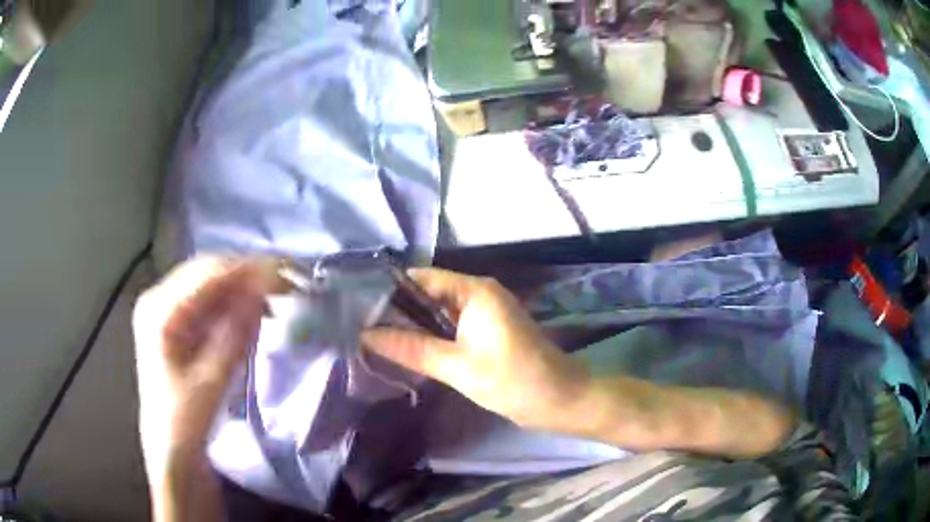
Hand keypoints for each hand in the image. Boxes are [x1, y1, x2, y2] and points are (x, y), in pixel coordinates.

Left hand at [133, 257, 282, 472]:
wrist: (171, 449)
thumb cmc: (186, 419)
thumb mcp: (212, 380)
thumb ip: (235, 333)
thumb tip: (262, 291)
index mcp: (159, 310)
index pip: (208, 274)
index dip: (248, 269)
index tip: (286, 272)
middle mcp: (157, 299)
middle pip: (207, 271)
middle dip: (247, 274)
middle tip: (287, 280)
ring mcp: (165, 308)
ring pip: (209, 283)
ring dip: (241, 287)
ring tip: (276, 294)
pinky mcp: (175, 322)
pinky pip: (207, 301)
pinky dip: (232, 303)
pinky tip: (253, 310)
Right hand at [362, 268, 589, 430]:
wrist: (558, 399)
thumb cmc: (511, 379)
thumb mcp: (456, 366)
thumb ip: (411, 348)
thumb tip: (365, 334)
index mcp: (475, 290)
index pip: (421, 278)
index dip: (390, 291)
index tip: (358, 307)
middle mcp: (479, 293)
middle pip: (429, 294)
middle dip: (398, 311)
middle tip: (360, 327)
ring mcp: (485, 313)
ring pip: (439, 313)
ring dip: (414, 326)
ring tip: (374, 338)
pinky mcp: (487, 331)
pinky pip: (451, 327)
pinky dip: (431, 336)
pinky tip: (408, 350)